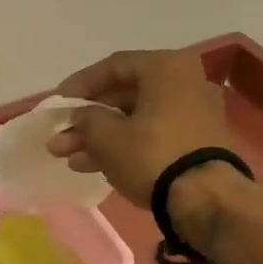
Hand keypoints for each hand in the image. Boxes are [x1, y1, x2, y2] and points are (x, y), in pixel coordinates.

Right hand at [46, 48, 235, 204]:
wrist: (205, 197)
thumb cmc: (152, 154)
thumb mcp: (107, 137)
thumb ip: (86, 120)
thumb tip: (79, 117)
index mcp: (166, 68)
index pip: (114, 66)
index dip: (80, 84)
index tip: (57, 103)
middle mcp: (185, 82)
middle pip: (124, 96)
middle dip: (87, 119)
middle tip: (60, 138)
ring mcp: (194, 113)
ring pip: (136, 119)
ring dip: (100, 137)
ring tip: (68, 157)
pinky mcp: (196, 142)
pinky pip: (152, 135)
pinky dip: (124, 146)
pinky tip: (93, 165)